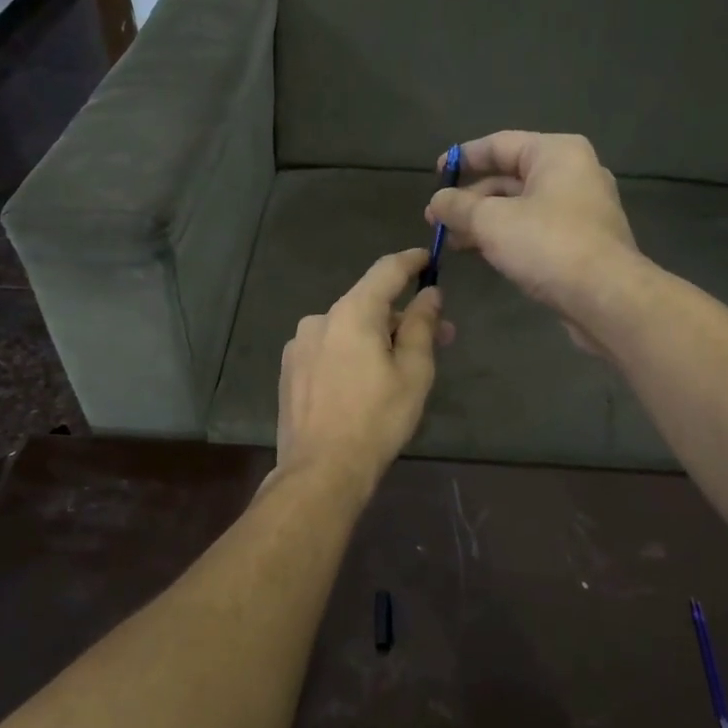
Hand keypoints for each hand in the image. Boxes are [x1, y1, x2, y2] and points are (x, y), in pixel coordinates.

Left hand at [274, 248, 450, 494]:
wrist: (321, 469)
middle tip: (437, 337)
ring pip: (348, 329)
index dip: (411, 261)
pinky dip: (351, 354)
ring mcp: (299, 345)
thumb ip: (422, 325)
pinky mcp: (290, 370)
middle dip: (403, 316)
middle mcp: (320, 320)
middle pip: (368, 305)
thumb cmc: (377, 419)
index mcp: (352, 313)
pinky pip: (329, 349)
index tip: (428, 258)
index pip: (386, 271)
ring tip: (400, 366)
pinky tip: (363, 383)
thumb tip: (430, 294)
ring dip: (376, 337)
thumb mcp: (413, 372)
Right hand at [425, 131, 638, 352]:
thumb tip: (436, 201)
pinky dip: (507, 237)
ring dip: (484, 222)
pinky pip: (536, 230)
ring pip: (521, 207)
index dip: (462, 158)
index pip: (499, 144)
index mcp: (556, 153)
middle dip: (470, 199)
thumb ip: (458, 206)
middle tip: (436, 220)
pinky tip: (483, 254)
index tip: (435, 175)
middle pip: (510, 178)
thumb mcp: (491, 222)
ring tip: (451, 241)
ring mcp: (581, 209)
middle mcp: (573, 173)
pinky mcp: (583, 242)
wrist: (606, 297)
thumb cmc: (548, 245)